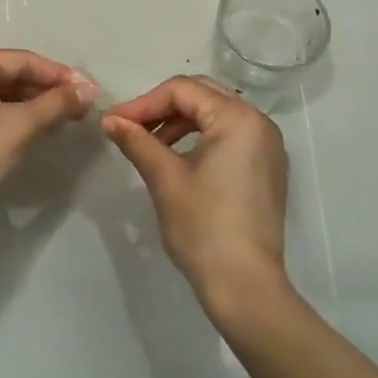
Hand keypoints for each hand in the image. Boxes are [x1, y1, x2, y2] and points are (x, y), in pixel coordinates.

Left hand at [0, 50, 97, 223]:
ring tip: (67, 119)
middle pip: (12, 76)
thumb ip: (57, 103)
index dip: (59, 74)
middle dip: (48, 91)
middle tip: (82, 106)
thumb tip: (91, 89)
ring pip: (4, 97)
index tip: (90, 90)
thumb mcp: (20, 125)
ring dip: (36, 106)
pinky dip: (19, 120)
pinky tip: (40, 131)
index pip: (22, 60)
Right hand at [101, 76, 291, 321]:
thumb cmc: (203, 227)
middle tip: (130, 128)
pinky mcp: (267, 168)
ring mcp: (268, 146)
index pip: (182, 90)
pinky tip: (177, 159)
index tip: (114, 122)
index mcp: (238, 118)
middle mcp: (259, 123)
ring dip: (179, 123)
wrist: (245, 286)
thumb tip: (110, 120)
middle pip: (202, 95)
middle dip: (162, 108)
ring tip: (150, 146)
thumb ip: (137, 141)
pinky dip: (200, 139)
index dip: (144, 103)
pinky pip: (229, 136)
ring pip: (215, 115)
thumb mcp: (165, 178)